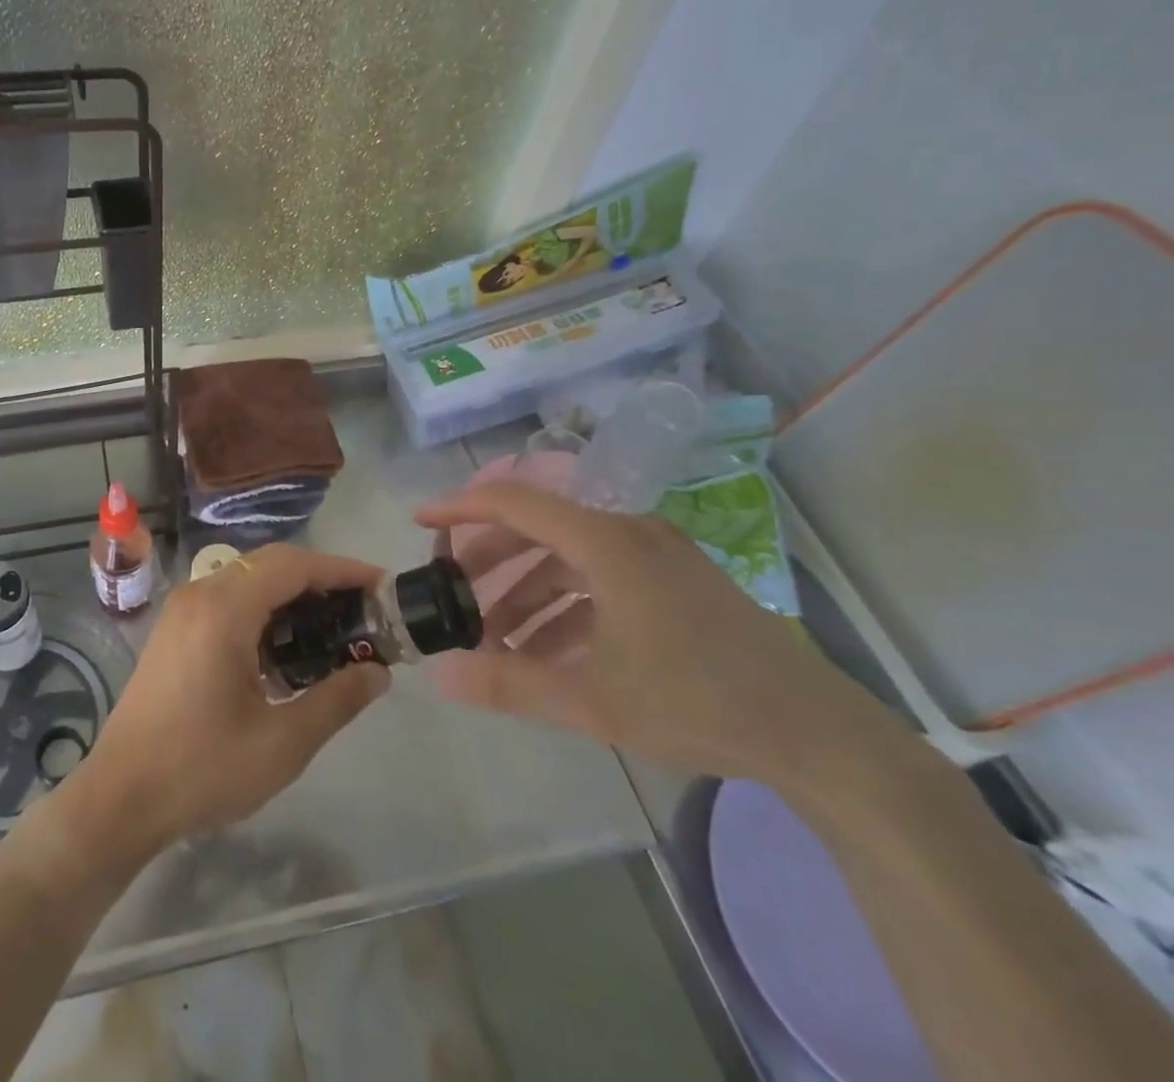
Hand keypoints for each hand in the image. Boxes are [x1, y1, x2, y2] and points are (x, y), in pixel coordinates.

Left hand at [78, 544, 389, 854]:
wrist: (120, 796)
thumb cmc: (201, 770)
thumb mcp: (282, 743)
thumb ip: (336, 700)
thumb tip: (378, 672)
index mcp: (223, 609)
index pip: (293, 565)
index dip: (341, 570)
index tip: (381, 586)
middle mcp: (200, 593)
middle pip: (271, 563)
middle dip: (321, 579)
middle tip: (363, 610)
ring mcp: (182, 609)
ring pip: (249, 579)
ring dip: (292, 593)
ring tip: (333, 628)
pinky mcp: (175, 628)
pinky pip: (229, 598)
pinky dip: (264, 609)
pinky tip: (286, 648)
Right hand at [415, 482, 910, 793]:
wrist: (821, 738)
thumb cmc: (699, 703)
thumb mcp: (591, 700)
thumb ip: (509, 682)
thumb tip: (438, 674)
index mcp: (606, 542)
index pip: (514, 502)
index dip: (460, 507)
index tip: (420, 520)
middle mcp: (628, 533)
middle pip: (537, 527)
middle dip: (489, 560)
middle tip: (453, 591)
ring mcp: (657, 555)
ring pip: (568, 556)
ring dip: (526, 592)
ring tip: (495, 639)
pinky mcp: (675, 582)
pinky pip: (600, 578)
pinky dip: (564, 606)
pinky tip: (547, 653)